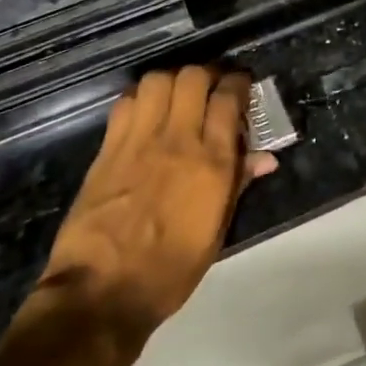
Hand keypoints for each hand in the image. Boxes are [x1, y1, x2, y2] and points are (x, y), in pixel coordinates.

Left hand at [27, 67, 276, 343]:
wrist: (102, 292)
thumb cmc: (170, 270)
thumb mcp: (216, 231)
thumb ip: (238, 183)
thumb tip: (264, 157)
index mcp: (211, 162)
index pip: (228, 97)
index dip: (238, 82)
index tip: (241, 85)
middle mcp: (177, 139)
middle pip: (193, 77)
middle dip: (206, 74)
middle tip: (211, 88)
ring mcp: (138, 140)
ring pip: (158, 80)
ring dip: (172, 81)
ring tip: (177, 97)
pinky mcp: (108, 148)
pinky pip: (126, 102)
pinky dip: (141, 98)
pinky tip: (145, 114)